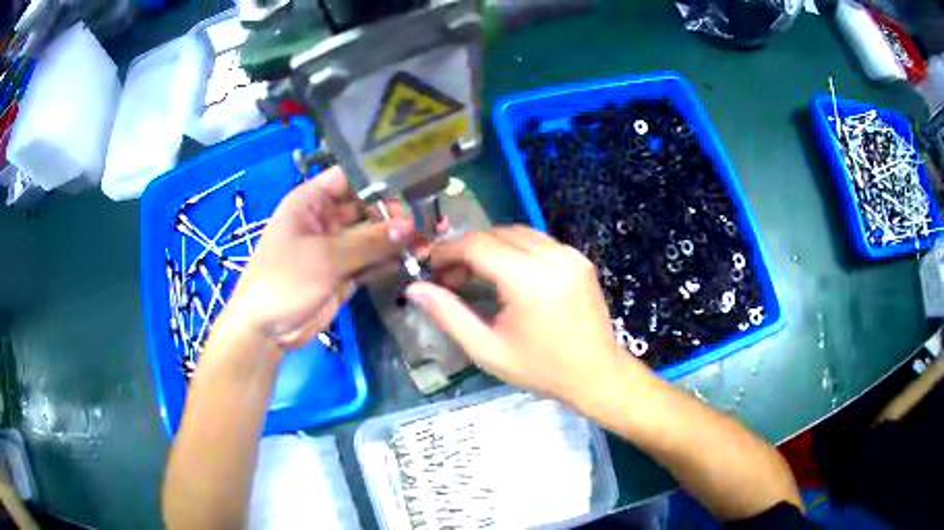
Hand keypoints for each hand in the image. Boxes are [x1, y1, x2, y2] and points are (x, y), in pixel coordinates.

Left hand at [216, 167, 413, 351]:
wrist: (266, 330)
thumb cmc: (283, 280)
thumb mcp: (324, 256)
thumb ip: (368, 241)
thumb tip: (409, 227)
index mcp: (311, 201)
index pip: (349, 177)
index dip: (378, 179)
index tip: (411, 185)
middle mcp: (325, 218)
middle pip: (366, 205)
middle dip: (393, 212)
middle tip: (424, 222)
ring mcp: (336, 246)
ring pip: (372, 234)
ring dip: (396, 238)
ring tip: (426, 241)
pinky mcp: (345, 272)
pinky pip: (371, 259)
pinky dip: (390, 260)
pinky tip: (414, 258)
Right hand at [405, 226, 628, 403]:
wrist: (597, 374)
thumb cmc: (542, 370)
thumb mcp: (488, 351)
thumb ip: (449, 315)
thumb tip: (415, 289)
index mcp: (530, 281)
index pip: (478, 246)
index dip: (447, 250)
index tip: (429, 264)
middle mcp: (553, 257)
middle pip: (496, 234)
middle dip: (466, 249)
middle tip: (448, 276)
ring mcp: (570, 254)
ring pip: (517, 233)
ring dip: (489, 246)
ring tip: (472, 274)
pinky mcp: (578, 258)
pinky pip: (537, 241)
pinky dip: (513, 249)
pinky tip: (503, 273)